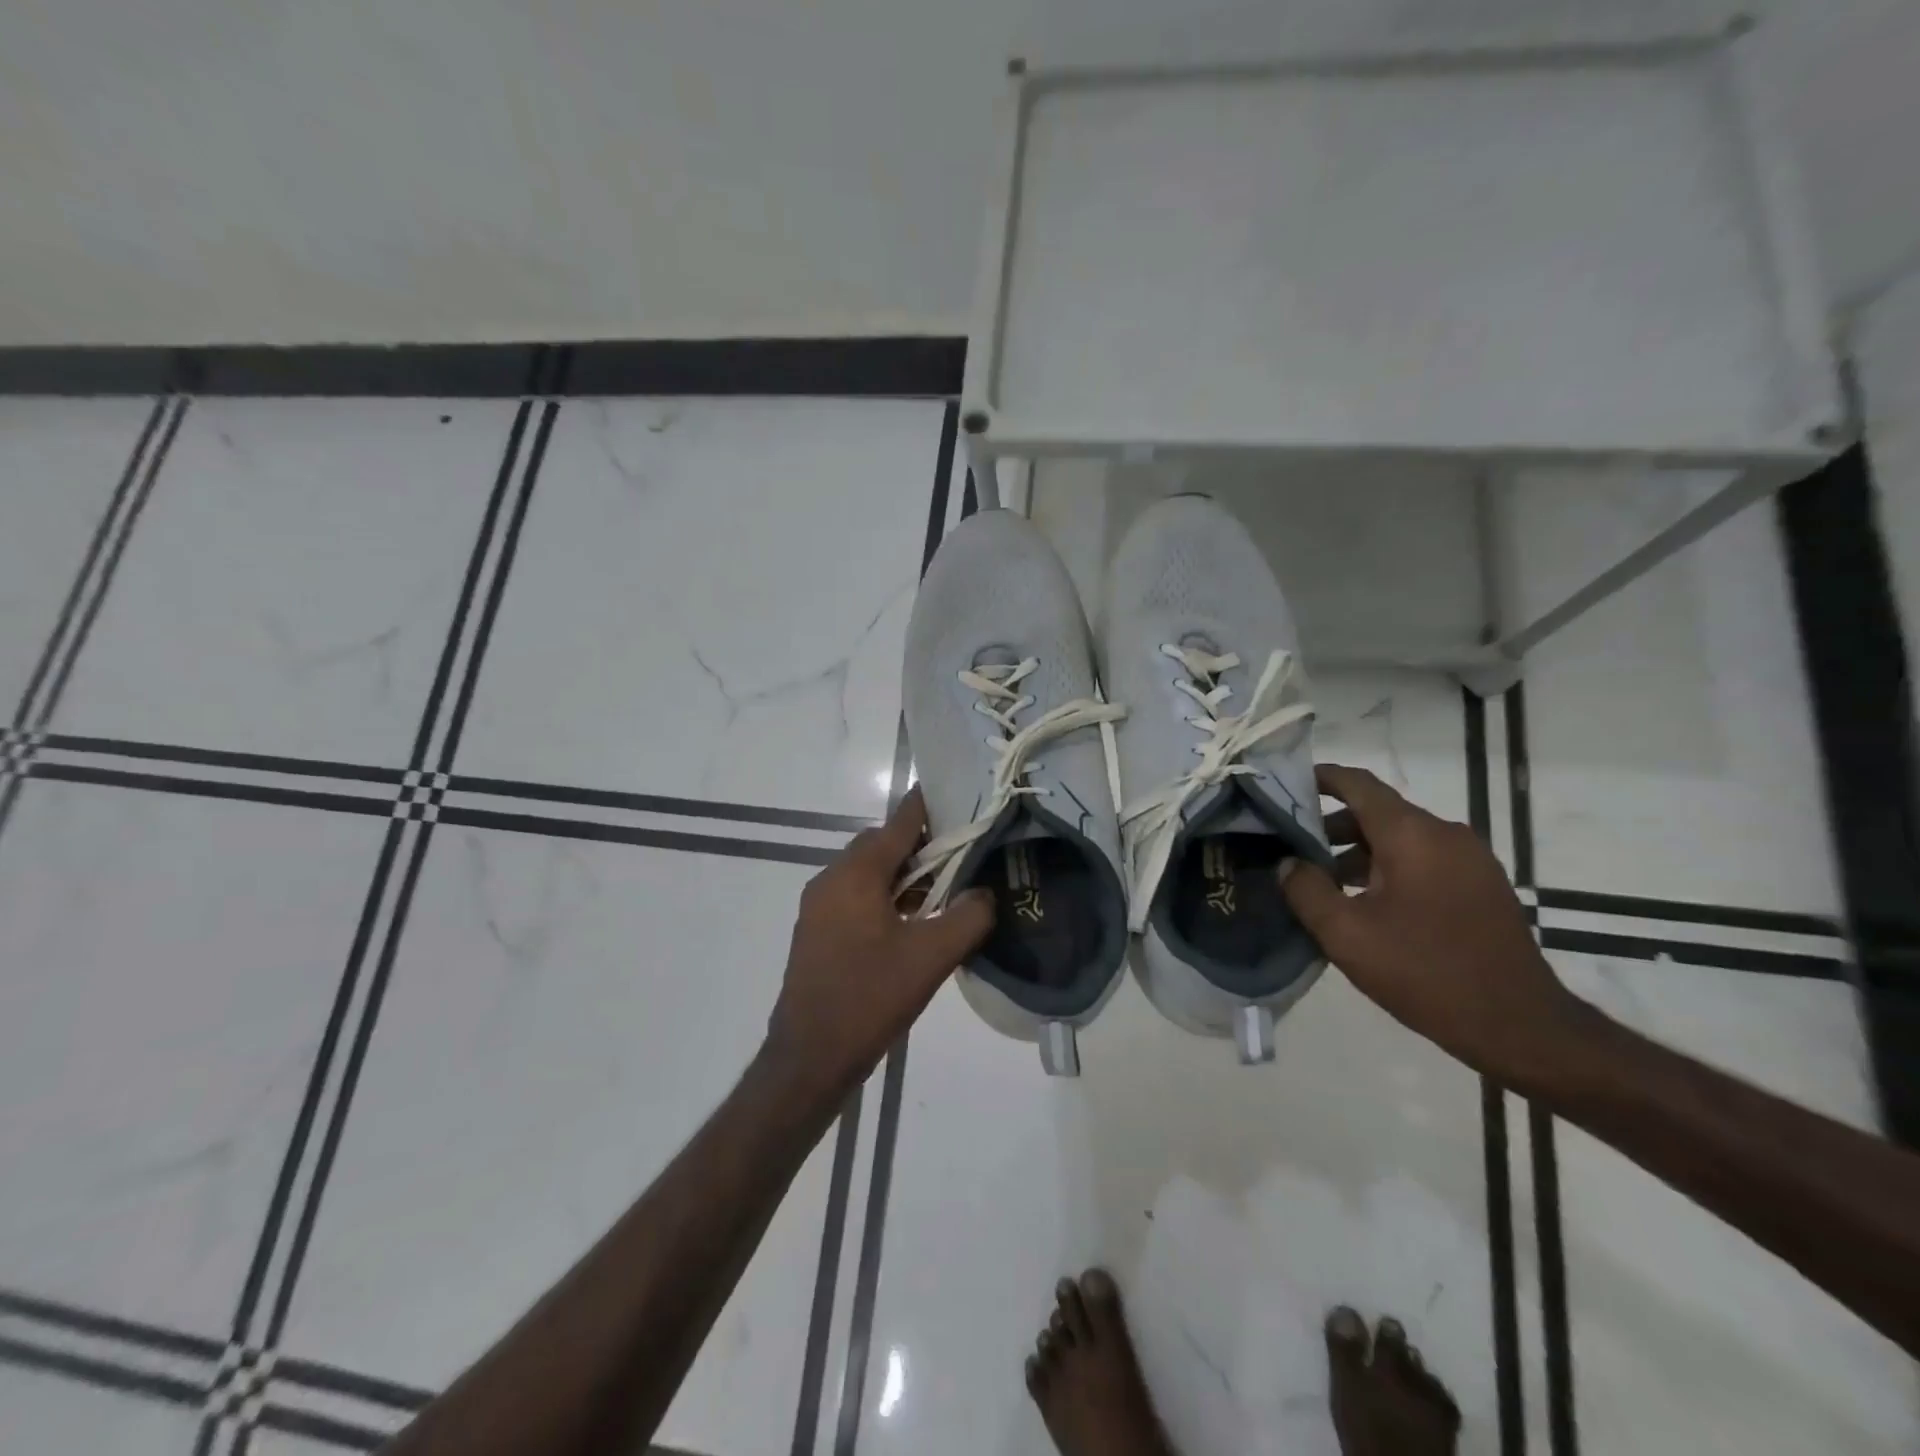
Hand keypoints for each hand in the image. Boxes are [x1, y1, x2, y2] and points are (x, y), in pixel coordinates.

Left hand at [763, 788, 995, 1103]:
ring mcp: (819, 905)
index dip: (930, 806)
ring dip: (903, 874)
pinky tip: (912, 921)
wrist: (809, 1057)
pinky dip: (885, 896)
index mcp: (856, 874)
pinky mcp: (816, 929)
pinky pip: (856, 895)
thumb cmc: (869, 998)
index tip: (960, 795)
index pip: (899, 823)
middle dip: (921, 845)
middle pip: (882, 844)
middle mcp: (831, 878)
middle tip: (961, 855)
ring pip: (868, 872)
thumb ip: (968, 918)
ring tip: (943, 890)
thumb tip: (985, 893)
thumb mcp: (931, 958)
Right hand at [1280, 764, 1586, 1082]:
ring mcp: (1471, 860)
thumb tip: (1288, 863)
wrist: (1520, 1026)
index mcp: (1412, 835)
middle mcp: (1445, 834)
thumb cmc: (1425, 972)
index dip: (1320, 778)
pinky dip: (1389, 867)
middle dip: (1332, 825)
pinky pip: (1425, 859)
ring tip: (1324, 882)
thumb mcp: (1346, 935)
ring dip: (1360, 851)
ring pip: (1402, 838)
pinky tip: (1367, 903)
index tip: (1285, 785)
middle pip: (1378, 811)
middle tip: (1292, 847)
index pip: (1358, 785)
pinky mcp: (1483, 886)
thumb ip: (1306, 890)